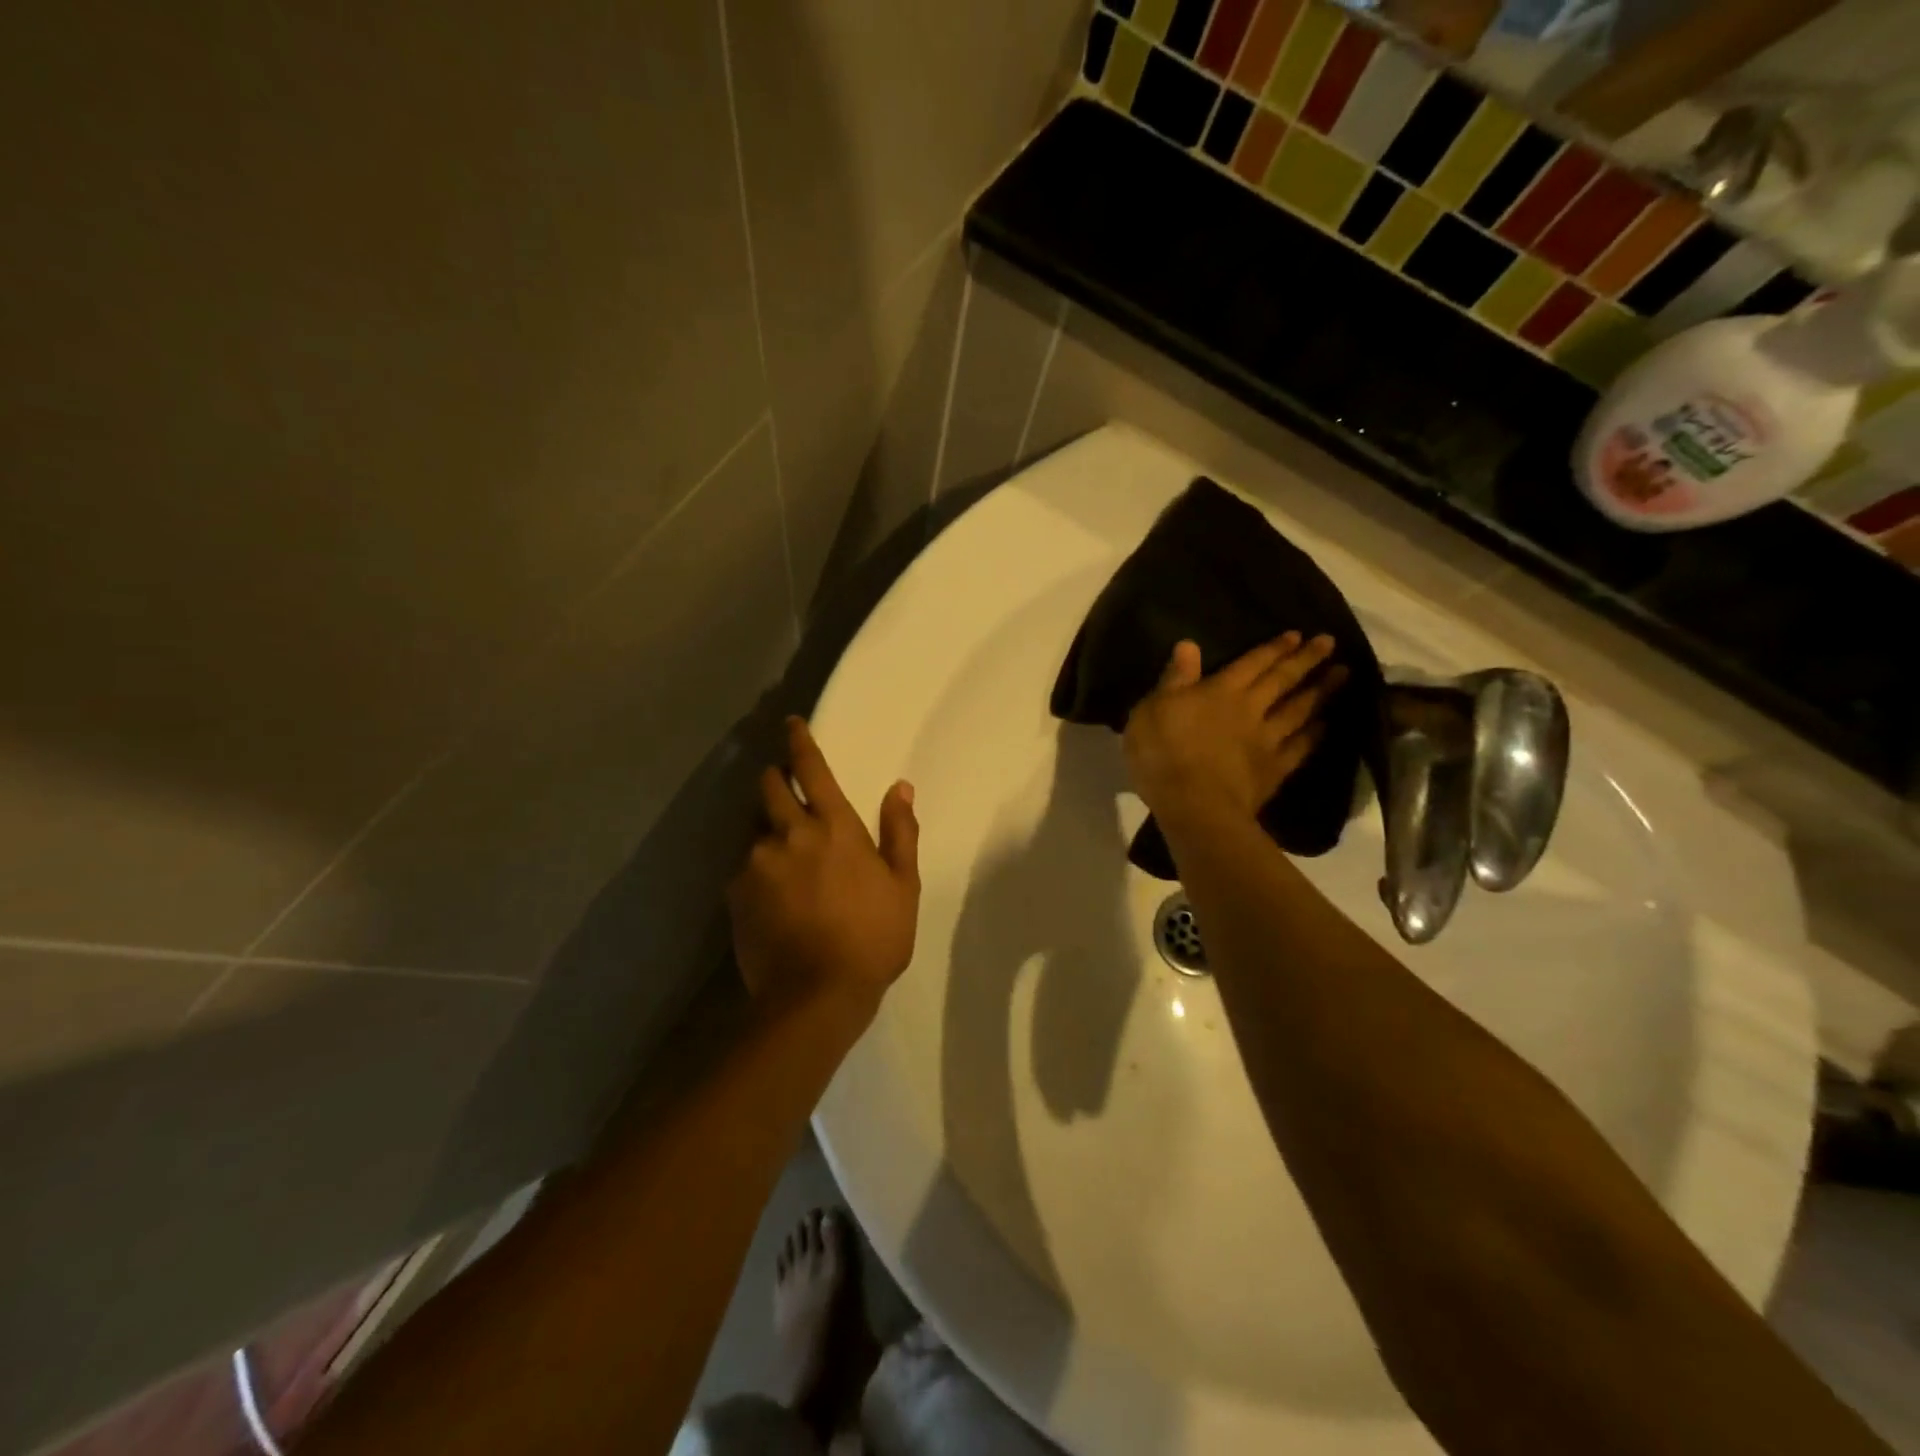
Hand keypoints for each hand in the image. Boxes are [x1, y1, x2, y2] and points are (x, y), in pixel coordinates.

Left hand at [728, 717, 920, 1023]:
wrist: (815, 995)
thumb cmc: (872, 938)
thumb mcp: (902, 886)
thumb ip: (900, 831)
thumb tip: (900, 787)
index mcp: (834, 827)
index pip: (811, 769)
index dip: (799, 741)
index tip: (791, 723)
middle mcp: (789, 834)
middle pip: (768, 786)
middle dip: (774, 779)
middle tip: (785, 788)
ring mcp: (757, 862)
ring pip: (754, 827)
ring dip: (767, 828)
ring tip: (782, 854)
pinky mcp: (735, 893)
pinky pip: (744, 865)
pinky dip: (757, 867)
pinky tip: (771, 892)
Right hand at [1124, 633, 1346, 828]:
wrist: (1194, 805)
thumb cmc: (1163, 753)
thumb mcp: (1153, 709)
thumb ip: (1175, 679)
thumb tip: (1189, 645)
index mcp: (1220, 691)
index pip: (1251, 663)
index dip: (1273, 648)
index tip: (1297, 634)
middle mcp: (1250, 709)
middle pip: (1282, 680)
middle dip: (1306, 660)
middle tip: (1330, 643)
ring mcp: (1266, 741)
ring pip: (1299, 710)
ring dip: (1320, 691)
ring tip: (1342, 675)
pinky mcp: (1274, 771)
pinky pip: (1300, 748)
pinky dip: (1314, 735)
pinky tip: (1325, 726)